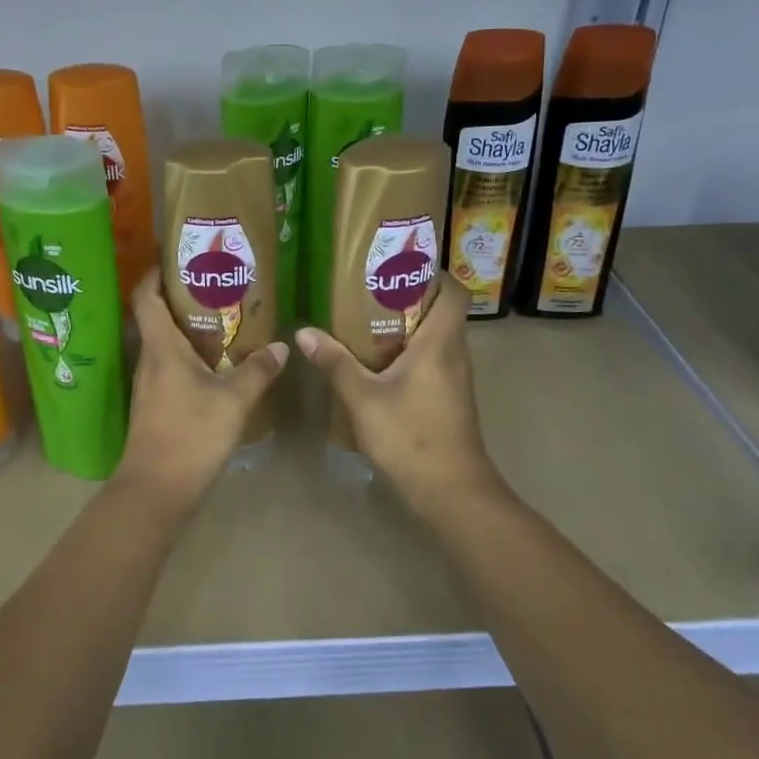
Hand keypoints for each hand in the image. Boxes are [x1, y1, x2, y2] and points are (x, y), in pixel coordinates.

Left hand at [113, 270, 288, 512]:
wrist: (155, 490)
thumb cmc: (190, 435)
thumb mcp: (233, 401)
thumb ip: (258, 370)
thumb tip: (281, 346)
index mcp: (161, 347)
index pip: (145, 297)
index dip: (155, 273)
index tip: (178, 259)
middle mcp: (149, 359)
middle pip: (157, 316)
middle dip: (182, 298)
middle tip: (217, 286)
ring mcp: (149, 384)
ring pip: (165, 344)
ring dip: (188, 329)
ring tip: (223, 320)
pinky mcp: (155, 405)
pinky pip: (170, 367)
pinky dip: (190, 357)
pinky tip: (216, 364)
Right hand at [293, 277, 493, 514]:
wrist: (452, 492)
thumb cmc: (411, 437)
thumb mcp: (364, 399)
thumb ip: (335, 363)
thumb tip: (304, 332)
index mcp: (440, 343)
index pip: (452, 292)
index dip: (431, 274)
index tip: (396, 267)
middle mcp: (454, 354)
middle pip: (439, 311)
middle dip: (406, 297)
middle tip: (366, 290)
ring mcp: (455, 378)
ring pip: (434, 337)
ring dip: (405, 326)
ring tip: (364, 320)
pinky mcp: (449, 398)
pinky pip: (431, 359)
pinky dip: (408, 352)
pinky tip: (376, 362)